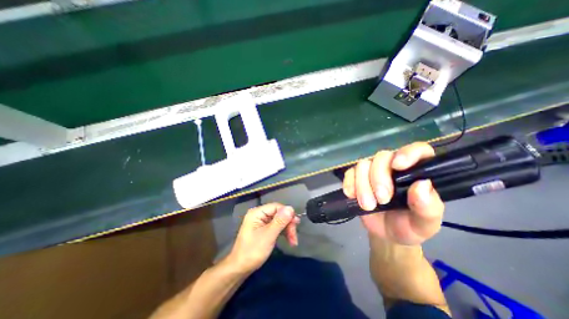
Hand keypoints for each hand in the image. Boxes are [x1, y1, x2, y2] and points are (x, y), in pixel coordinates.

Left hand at [225, 204, 298, 272]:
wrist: (239, 269)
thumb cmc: (253, 251)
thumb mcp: (268, 236)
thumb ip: (280, 221)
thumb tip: (291, 208)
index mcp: (257, 212)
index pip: (277, 207)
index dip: (287, 214)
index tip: (296, 224)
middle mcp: (259, 214)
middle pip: (279, 214)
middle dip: (288, 224)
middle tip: (294, 237)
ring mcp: (261, 221)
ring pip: (279, 220)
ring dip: (287, 230)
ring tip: (293, 241)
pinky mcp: (263, 228)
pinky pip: (276, 226)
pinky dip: (283, 232)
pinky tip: (288, 240)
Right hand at [342, 142, 443, 246]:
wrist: (386, 234)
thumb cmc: (409, 226)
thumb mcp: (425, 223)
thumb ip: (428, 207)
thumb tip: (423, 184)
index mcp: (416, 172)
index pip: (417, 150)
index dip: (408, 153)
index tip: (398, 166)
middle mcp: (392, 167)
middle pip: (382, 157)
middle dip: (378, 178)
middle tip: (381, 200)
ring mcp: (372, 171)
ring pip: (363, 164)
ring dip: (362, 184)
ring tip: (367, 205)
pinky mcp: (356, 178)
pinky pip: (349, 173)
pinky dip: (349, 183)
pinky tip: (351, 196)